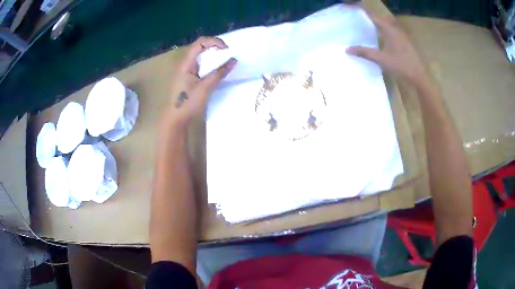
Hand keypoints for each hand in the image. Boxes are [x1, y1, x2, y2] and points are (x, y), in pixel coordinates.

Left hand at [162, 36, 236, 127]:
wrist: (175, 119)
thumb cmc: (187, 104)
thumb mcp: (205, 88)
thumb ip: (219, 73)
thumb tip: (233, 60)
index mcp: (186, 63)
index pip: (200, 43)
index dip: (214, 41)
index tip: (227, 50)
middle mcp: (185, 64)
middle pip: (200, 47)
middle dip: (215, 47)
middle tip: (228, 54)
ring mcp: (186, 70)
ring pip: (200, 56)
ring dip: (213, 56)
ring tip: (225, 61)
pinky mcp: (188, 77)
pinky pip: (200, 65)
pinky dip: (210, 64)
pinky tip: (216, 70)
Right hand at [346, 13, 427, 86]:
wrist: (419, 76)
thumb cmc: (401, 66)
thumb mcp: (381, 59)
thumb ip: (365, 52)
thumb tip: (347, 49)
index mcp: (389, 29)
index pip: (372, 15)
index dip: (360, 10)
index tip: (349, 8)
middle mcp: (395, 29)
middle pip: (378, 18)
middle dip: (367, 16)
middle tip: (356, 19)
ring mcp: (401, 35)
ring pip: (385, 24)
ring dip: (375, 24)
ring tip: (364, 26)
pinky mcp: (404, 41)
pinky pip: (390, 31)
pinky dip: (381, 30)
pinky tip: (378, 38)